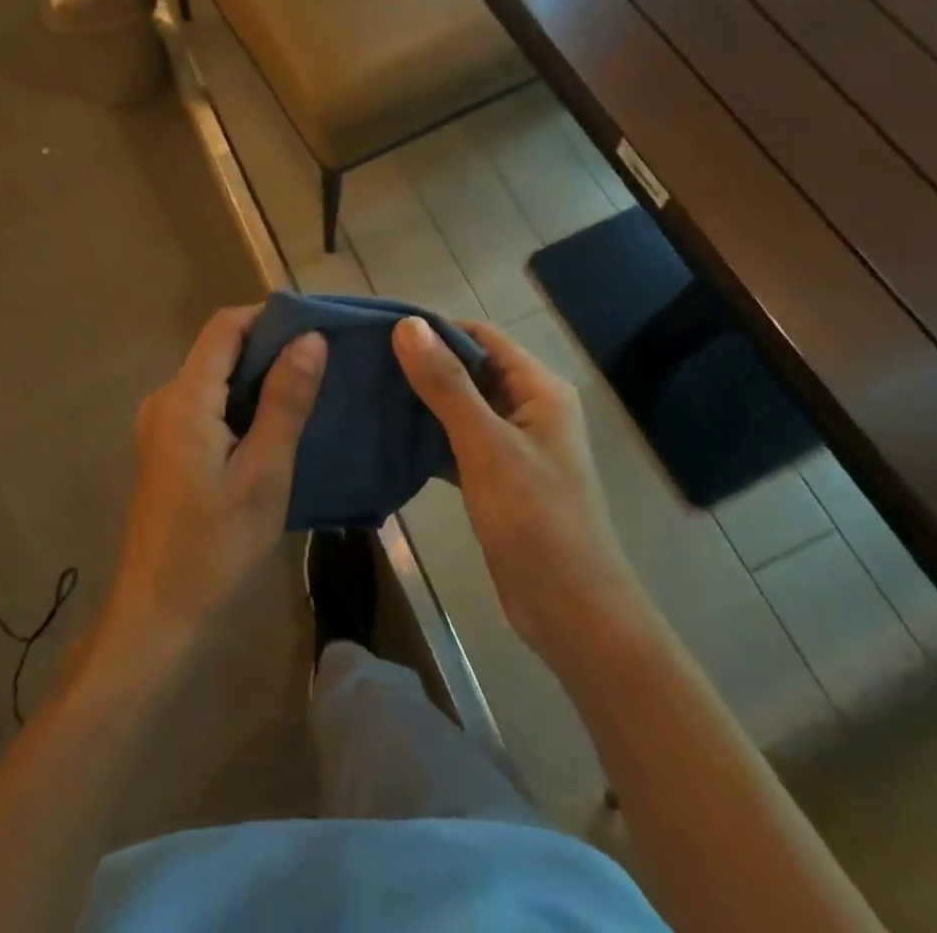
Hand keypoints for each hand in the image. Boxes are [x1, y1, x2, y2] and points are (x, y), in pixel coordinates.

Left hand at [97, 307, 325, 672]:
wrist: (157, 622)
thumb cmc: (215, 549)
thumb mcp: (264, 474)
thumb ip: (286, 401)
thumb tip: (311, 338)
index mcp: (184, 398)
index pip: (225, 327)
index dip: (269, 315)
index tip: (317, 324)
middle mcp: (164, 401)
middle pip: (218, 351)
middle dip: (270, 347)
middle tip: (324, 361)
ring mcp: (160, 428)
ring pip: (214, 381)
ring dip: (258, 379)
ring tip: (310, 390)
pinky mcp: (165, 452)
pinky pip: (207, 408)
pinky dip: (242, 405)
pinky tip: (276, 426)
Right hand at [393, 317, 638, 663]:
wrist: (571, 611)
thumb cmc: (535, 520)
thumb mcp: (486, 445)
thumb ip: (446, 384)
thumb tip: (407, 325)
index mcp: (538, 389)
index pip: (480, 336)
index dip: (433, 328)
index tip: (380, 330)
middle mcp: (528, 407)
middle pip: (469, 368)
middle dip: (422, 363)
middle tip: (365, 361)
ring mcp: (513, 444)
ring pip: (460, 406)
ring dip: (421, 400)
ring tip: (369, 391)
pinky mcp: (497, 476)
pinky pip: (457, 441)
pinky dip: (427, 436)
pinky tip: (389, 436)